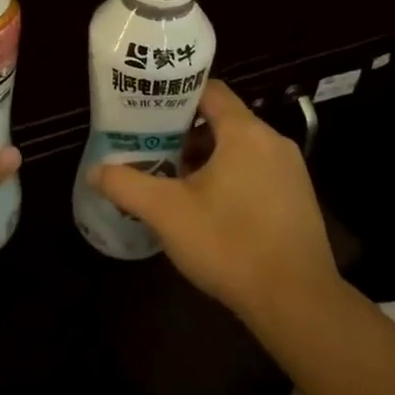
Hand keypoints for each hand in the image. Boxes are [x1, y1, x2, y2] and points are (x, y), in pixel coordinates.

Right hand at [96, 80, 339, 330]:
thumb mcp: (167, 213)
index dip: (177, 96)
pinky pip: (258, 172)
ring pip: (240, 149)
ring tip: (175, 183)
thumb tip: (94, 171)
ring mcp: (291, 171)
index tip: (149, 111)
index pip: (210, 91)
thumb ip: (127, 185)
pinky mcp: (300, 199)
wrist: (298, 303)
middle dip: (186, 134)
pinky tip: (211, 211)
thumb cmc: (229, 244)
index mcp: (245, 132)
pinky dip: (232, 178)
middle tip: (154, 150)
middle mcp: (273, 142)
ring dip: (208, 159)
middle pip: (224, 120)